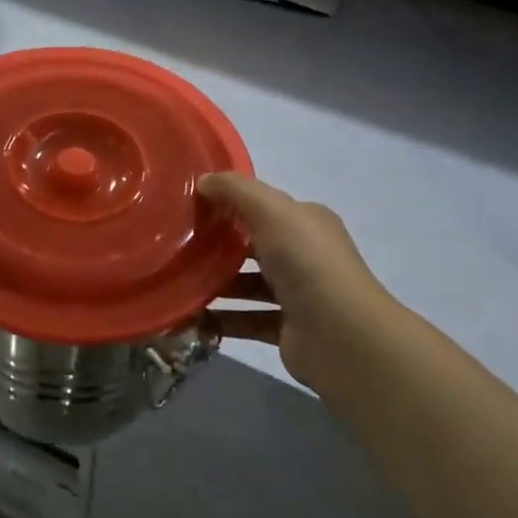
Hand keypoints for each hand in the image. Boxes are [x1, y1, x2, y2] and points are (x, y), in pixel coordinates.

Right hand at [199, 173, 400, 394]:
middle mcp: (305, 256)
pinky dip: (221, 319)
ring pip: (247, 285)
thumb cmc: (307, 262)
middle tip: (176, 245)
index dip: (230, 204)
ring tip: (177, 281)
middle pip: (253, 246)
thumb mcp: (271, 211)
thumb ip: (236, 190)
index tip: (190, 207)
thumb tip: (203, 181)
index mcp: (306, 223)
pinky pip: (246, 321)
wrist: (342, 336)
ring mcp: (297, 295)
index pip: (265, 208)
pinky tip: (190, 316)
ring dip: (216, 284)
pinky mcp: (287, 330)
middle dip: (218, 246)